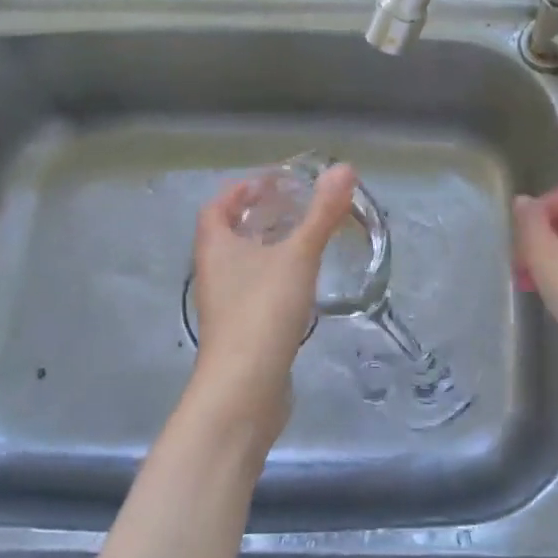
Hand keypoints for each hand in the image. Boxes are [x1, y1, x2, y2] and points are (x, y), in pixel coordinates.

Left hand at [190, 163, 358, 424]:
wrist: (244, 390)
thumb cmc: (262, 311)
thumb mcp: (297, 256)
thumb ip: (322, 213)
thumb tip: (344, 167)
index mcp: (216, 248)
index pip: (216, 207)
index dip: (239, 190)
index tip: (271, 183)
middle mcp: (213, 273)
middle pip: (228, 235)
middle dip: (257, 217)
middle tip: (294, 207)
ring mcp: (225, 305)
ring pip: (243, 265)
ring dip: (267, 248)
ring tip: (303, 239)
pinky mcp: (241, 331)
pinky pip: (255, 291)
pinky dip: (274, 278)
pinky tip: (303, 283)